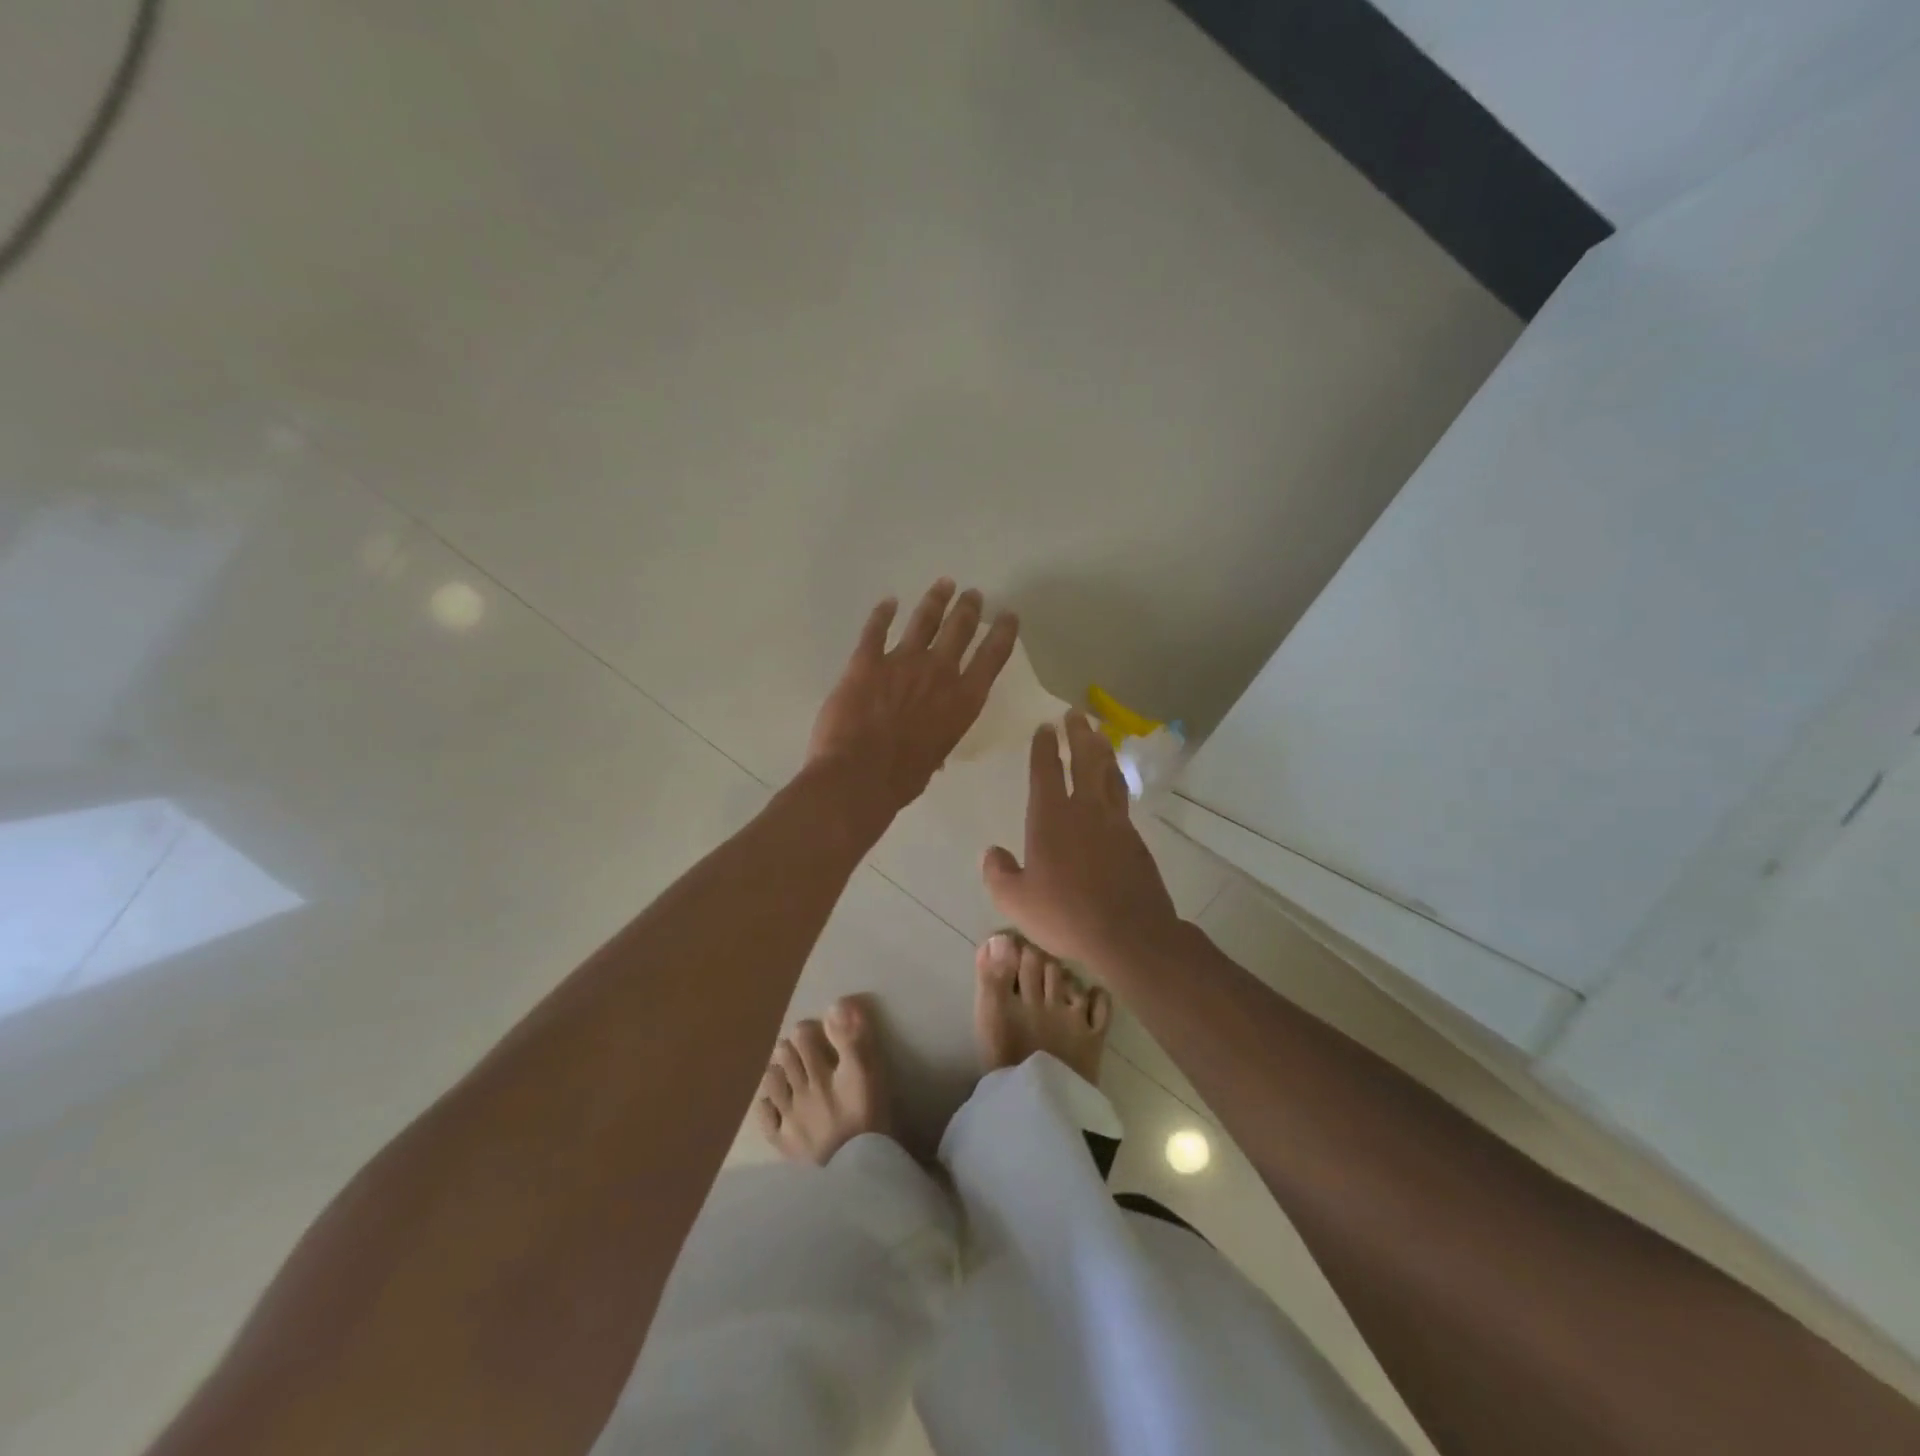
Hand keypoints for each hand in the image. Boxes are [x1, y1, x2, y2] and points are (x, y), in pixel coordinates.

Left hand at [807, 579, 1017, 814]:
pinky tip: (888, 602)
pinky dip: (882, 613)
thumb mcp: (933, 759)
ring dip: (935, 600)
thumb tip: (930, 746)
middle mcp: (939, 673)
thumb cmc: (902, 779)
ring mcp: (901, 662)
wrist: (858, 775)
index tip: (1009, 615)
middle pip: (959, 630)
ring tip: (944, 584)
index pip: (991, 658)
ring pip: (923, 621)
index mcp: (963, 701)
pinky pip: (875, 629)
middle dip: (968, 609)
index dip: (1003, 634)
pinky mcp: (866, 661)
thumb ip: (936, 740)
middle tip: (973, 594)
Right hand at [982, 713, 1182, 970]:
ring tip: (1098, 734)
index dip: (1044, 746)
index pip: (1046, 770)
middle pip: (1084, 760)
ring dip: (1102, 750)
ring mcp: (1114, 821)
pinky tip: (1114, 782)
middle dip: (1078, 734)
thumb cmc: (1065, 915)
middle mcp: (1084, 809)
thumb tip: (991, 852)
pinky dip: (1116, 779)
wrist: (1128, 933)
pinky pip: (1122, 797)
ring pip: (1108, 773)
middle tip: (1075, 714)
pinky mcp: (1134, 838)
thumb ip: (998, 873)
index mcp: (1051, 817)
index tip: (1045, 727)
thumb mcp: (1016, 901)